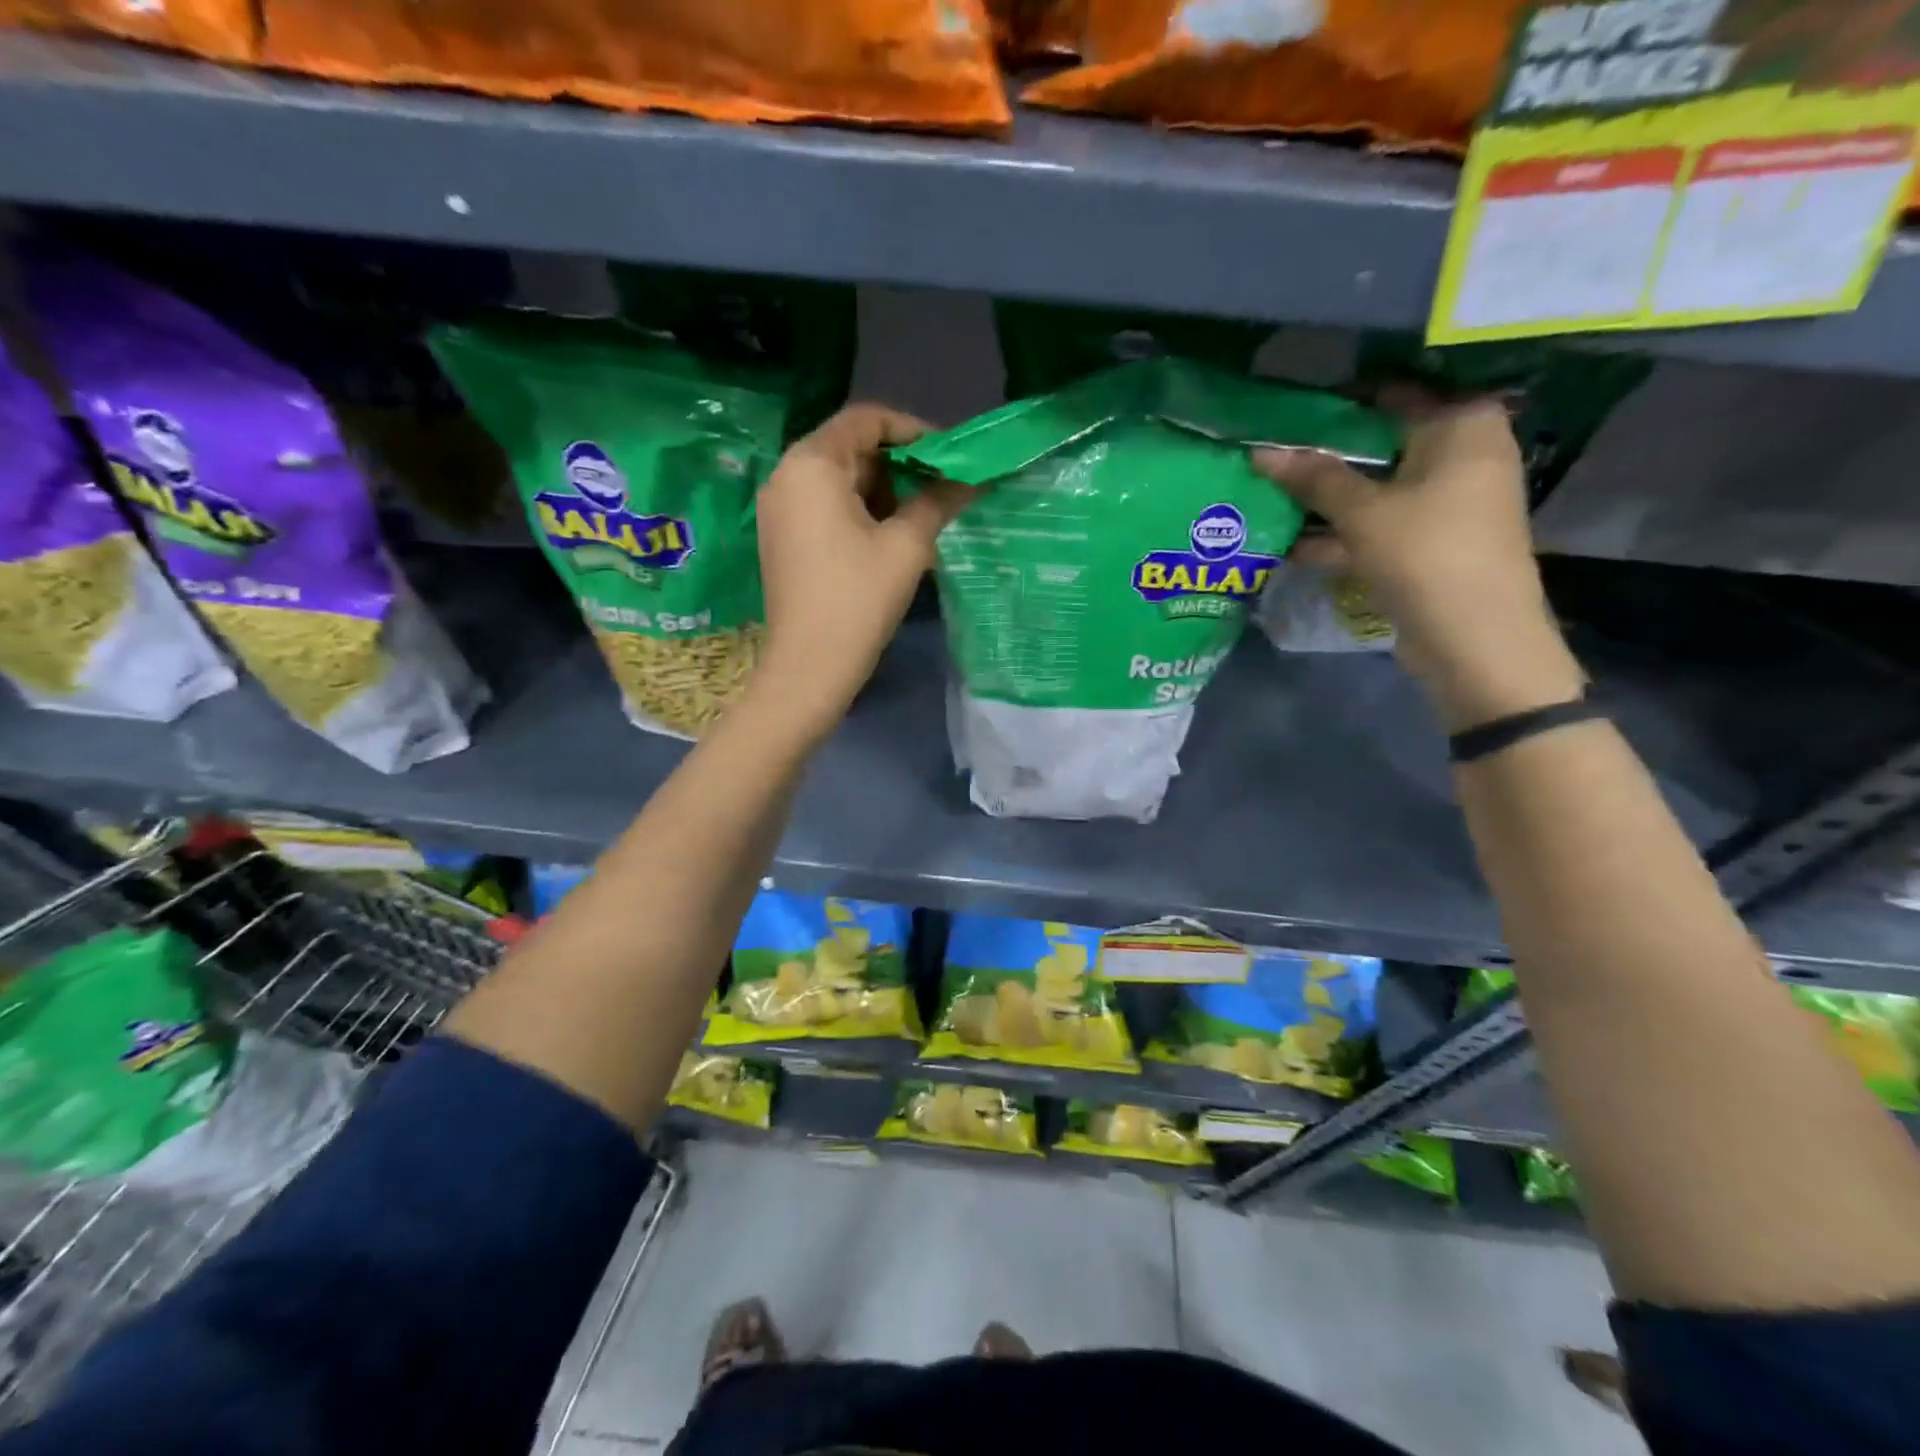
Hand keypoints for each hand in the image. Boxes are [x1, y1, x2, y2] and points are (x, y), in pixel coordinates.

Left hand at [750, 403, 973, 741]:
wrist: (809, 667)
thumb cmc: (858, 600)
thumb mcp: (907, 546)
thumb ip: (939, 501)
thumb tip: (973, 479)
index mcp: (812, 464)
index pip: (866, 419)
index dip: (913, 430)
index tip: (949, 456)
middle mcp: (787, 475)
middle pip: (850, 447)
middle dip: (900, 463)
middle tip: (941, 488)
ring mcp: (780, 509)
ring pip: (839, 479)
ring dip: (883, 489)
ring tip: (922, 517)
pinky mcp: (783, 537)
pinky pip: (825, 506)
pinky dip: (860, 510)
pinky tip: (891, 537)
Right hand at [1252, 395, 1583, 731]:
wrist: (1476, 639)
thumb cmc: (1426, 554)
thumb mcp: (1362, 512)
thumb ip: (1313, 478)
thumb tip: (1260, 451)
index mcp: (1462, 426)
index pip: (1393, 394)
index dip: (1340, 404)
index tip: (1289, 413)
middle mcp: (1462, 454)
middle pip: (1381, 443)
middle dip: (1326, 455)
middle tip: (1272, 453)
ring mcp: (1448, 502)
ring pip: (1376, 489)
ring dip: (1327, 499)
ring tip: (1270, 497)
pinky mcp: (1430, 543)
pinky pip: (1380, 525)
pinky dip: (1343, 533)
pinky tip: (1292, 544)